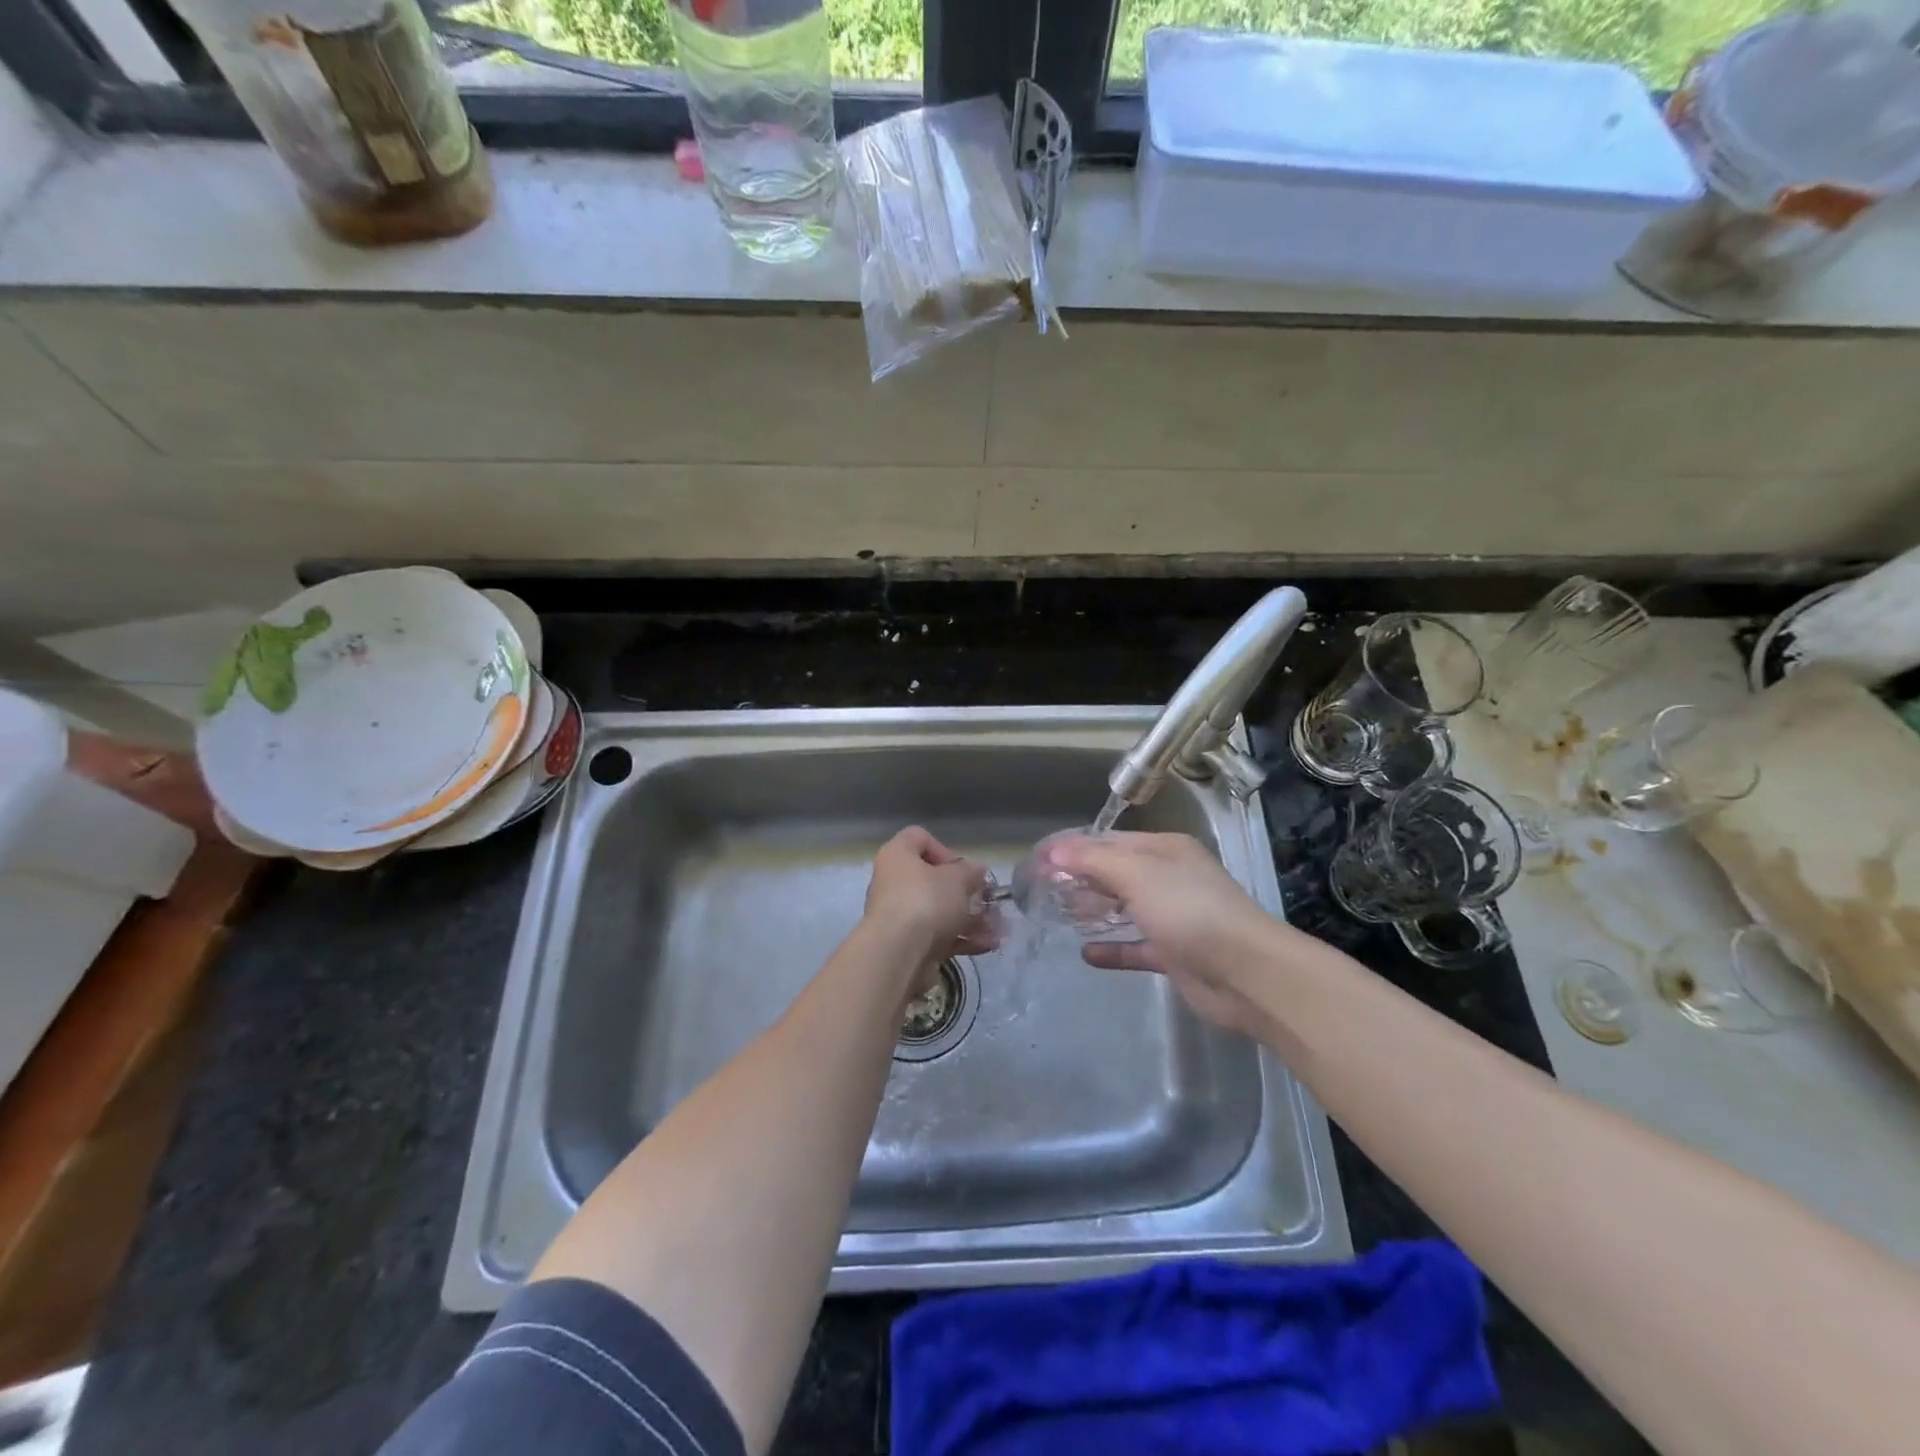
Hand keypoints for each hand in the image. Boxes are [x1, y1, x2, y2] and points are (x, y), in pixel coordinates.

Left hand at [863, 827, 996, 987]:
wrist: (898, 954)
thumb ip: (971, 872)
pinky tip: (988, 944)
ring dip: (971, 919)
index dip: (945, 850)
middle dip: (966, 893)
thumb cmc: (926, 901)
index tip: (963, 869)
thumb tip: (977, 869)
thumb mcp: (958, 879)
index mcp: (898, 856)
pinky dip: (962, 939)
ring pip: (940, 911)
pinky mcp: (908, 944)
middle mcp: (894, 882)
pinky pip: (939, 936)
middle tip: (988, 901)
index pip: (919, 838)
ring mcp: (900, 916)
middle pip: (933, 880)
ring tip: (998, 928)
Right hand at [1043, 831, 1278, 1035]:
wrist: (1245, 972)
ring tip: (1057, 915)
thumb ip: (1092, 861)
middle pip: (1115, 872)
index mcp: (1164, 849)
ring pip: (1124, 908)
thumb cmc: (1188, 910)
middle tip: (1041, 890)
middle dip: (1080, 878)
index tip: (1037, 861)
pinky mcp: (1174, 954)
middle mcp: (1169, 878)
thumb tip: (1052, 851)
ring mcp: (1173, 917)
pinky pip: (1135, 947)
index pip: (1109, 841)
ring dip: (1093, 910)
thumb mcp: (1136, 874)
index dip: (1072, 848)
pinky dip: (1112, 948)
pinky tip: (1085, 954)